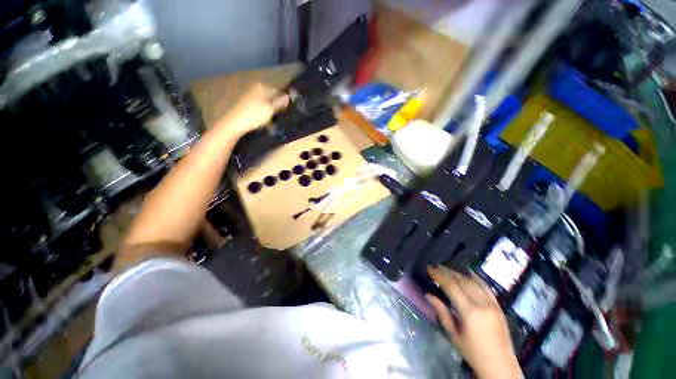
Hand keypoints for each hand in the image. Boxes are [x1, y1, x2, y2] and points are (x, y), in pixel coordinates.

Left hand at [216, 83, 288, 136]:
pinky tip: (262, 119)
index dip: (283, 100)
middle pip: (270, 95)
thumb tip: (288, 96)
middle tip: (279, 115)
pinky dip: (261, 111)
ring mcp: (248, 94)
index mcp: (261, 86)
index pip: (277, 91)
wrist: (234, 123)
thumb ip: (279, 102)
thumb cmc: (254, 115)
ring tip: (271, 119)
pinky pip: (257, 105)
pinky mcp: (244, 103)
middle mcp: (254, 87)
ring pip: (264, 101)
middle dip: (275, 104)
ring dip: (268, 109)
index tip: (286, 110)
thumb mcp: (270, 109)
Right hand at [427, 267, 521, 378]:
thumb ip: (442, 312)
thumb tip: (429, 295)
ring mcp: (492, 303)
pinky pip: (486, 286)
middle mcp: (481, 303)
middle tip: (435, 267)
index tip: (429, 269)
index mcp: (469, 311)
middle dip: (447, 272)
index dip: (439, 275)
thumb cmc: (473, 352)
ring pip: (473, 281)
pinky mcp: (498, 305)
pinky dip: (475, 278)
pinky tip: (468, 274)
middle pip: (461, 280)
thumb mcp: (453, 335)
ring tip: (447, 270)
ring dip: (458, 273)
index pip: (451, 286)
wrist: (500, 365)